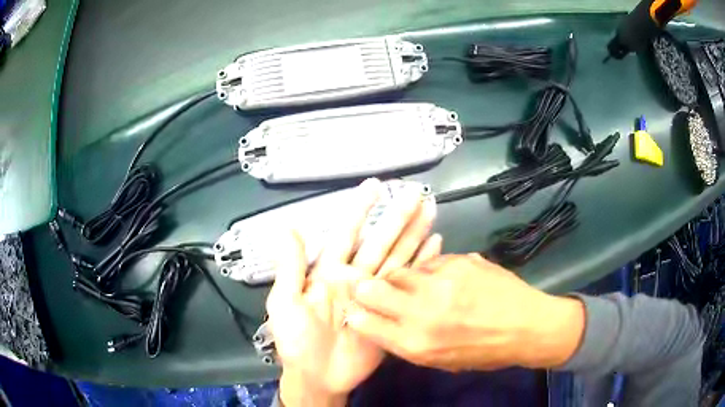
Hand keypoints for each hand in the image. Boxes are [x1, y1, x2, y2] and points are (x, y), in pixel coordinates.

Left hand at [266, 179, 440, 405]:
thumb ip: (290, 268)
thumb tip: (289, 228)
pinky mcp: (391, 310)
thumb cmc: (297, 340)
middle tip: (416, 196)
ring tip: (430, 213)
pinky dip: (422, 266)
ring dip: (414, 236)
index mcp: (329, 272)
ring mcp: (376, 293)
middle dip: (397, 218)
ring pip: (397, 258)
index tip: (375, 187)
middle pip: (380, 241)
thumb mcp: (286, 303)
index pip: (347, 233)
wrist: (319, 376)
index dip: (360, 209)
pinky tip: (435, 247)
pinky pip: (408, 284)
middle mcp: (356, 276)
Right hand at [345, 254, 584, 371]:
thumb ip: (407, 342)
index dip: (357, 314)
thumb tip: (383, 322)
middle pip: (371, 289)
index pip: (363, 323)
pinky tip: (445, 279)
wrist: (527, 326)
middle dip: (366, 288)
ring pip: (400, 271)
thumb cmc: (484, 352)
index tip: (358, 309)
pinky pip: (431, 262)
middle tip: (372, 287)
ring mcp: (442, 282)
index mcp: (416, 343)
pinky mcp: (460, 261)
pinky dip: (430, 271)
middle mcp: (422, 312)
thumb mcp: (440, 361)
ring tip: (416, 285)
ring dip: (402, 279)